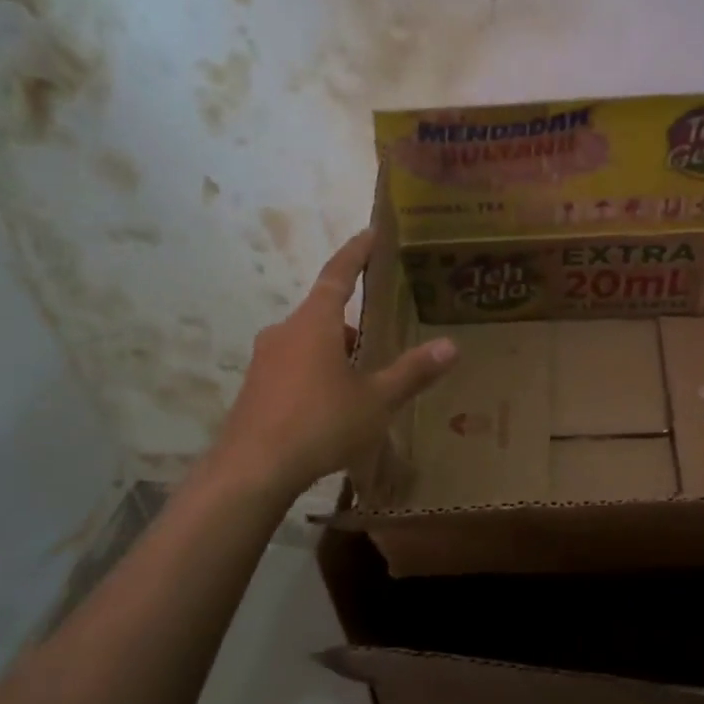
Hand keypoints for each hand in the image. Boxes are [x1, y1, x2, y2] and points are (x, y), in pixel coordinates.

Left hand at [208, 230, 457, 498]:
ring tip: (366, 377)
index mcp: (315, 323)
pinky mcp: (255, 389)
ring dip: (336, 350)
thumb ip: (412, 372)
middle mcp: (285, 332)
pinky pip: (294, 367)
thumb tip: (451, 346)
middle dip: (355, 319)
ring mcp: (265, 361)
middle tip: (385, 330)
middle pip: (324, 312)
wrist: (251, 471)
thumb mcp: (376, 401)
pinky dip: (317, 372)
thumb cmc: (320, 424)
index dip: (358, 251)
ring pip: (309, 342)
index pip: (339, 273)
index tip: (373, 233)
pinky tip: (334, 404)